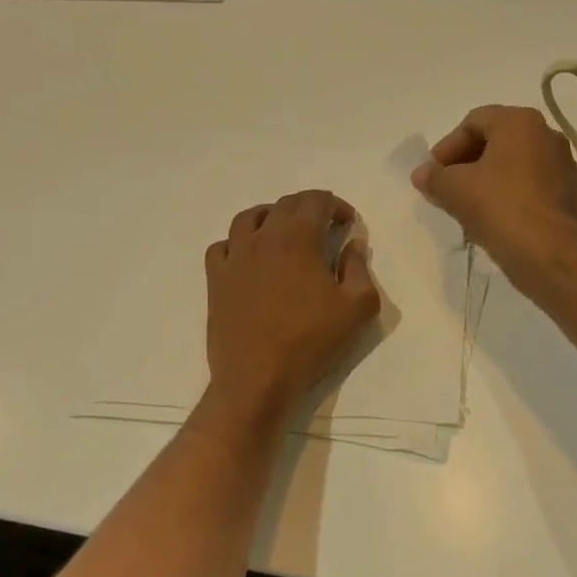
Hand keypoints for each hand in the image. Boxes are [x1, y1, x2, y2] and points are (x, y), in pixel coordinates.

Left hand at [203, 190, 380, 418]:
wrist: (257, 376)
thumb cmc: (311, 341)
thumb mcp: (358, 307)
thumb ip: (360, 268)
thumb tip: (353, 245)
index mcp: (299, 238)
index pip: (317, 200)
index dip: (336, 205)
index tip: (347, 224)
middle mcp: (264, 237)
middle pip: (285, 204)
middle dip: (308, 207)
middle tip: (323, 227)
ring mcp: (235, 257)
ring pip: (249, 218)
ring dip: (271, 217)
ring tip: (284, 233)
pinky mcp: (216, 279)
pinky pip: (222, 246)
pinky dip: (238, 243)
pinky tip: (248, 258)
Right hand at [412, 106, 576, 289]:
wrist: (552, 255)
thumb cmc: (501, 208)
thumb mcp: (456, 189)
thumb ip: (434, 177)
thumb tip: (421, 174)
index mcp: (520, 122)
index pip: (473, 122)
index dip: (447, 146)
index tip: (433, 172)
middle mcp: (545, 135)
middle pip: (494, 141)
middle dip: (464, 163)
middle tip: (444, 187)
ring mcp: (560, 165)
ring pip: (510, 165)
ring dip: (482, 181)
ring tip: (462, 205)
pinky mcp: (565, 194)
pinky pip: (526, 185)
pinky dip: (504, 195)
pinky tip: (488, 219)